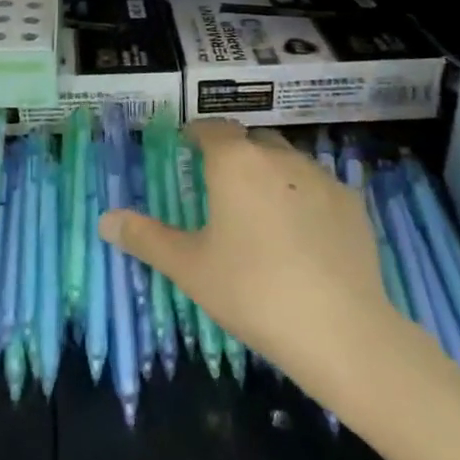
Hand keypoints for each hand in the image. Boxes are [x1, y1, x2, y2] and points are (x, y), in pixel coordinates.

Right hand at [101, 120, 407, 406]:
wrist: (339, 330)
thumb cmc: (251, 291)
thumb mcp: (189, 267)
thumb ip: (145, 238)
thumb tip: (105, 219)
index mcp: (235, 163)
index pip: (213, 128)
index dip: (198, 133)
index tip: (187, 145)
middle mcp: (279, 158)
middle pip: (253, 140)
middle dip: (236, 152)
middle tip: (221, 183)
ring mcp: (322, 179)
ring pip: (289, 161)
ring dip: (271, 172)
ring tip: (261, 208)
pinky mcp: (354, 205)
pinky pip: (320, 188)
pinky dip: (304, 198)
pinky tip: (302, 233)